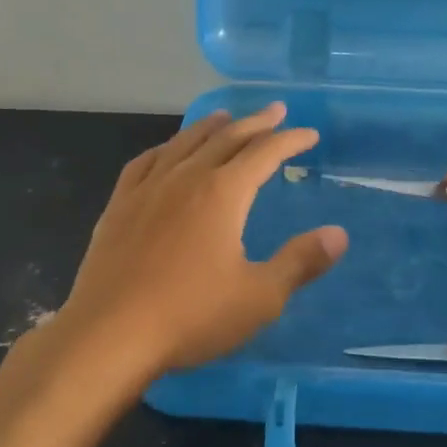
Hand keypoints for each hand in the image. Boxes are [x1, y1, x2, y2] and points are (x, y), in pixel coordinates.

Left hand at [58, 103, 348, 376]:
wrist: (108, 336)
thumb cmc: (190, 316)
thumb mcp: (259, 297)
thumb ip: (300, 262)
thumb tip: (339, 234)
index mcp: (223, 193)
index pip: (265, 153)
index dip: (290, 141)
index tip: (309, 134)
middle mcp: (186, 178)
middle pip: (226, 138)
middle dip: (255, 123)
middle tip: (275, 111)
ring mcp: (148, 189)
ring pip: (185, 143)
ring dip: (210, 126)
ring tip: (225, 117)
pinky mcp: (119, 206)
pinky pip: (145, 162)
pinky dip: (165, 148)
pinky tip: (166, 151)